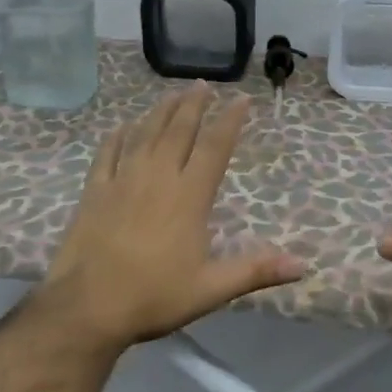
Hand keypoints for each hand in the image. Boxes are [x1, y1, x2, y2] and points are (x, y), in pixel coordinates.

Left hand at [41, 84, 305, 349]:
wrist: (88, 306)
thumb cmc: (154, 296)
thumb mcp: (212, 288)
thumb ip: (256, 271)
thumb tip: (303, 265)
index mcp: (189, 196)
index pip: (214, 148)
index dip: (229, 121)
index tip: (240, 99)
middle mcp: (158, 177)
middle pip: (178, 131)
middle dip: (193, 105)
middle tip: (202, 84)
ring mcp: (122, 180)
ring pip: (144, 135)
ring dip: (160, 112)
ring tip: (171, 94)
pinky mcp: (94, 191)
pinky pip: (107, 155)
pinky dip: (115, 137)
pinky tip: (121, 126)